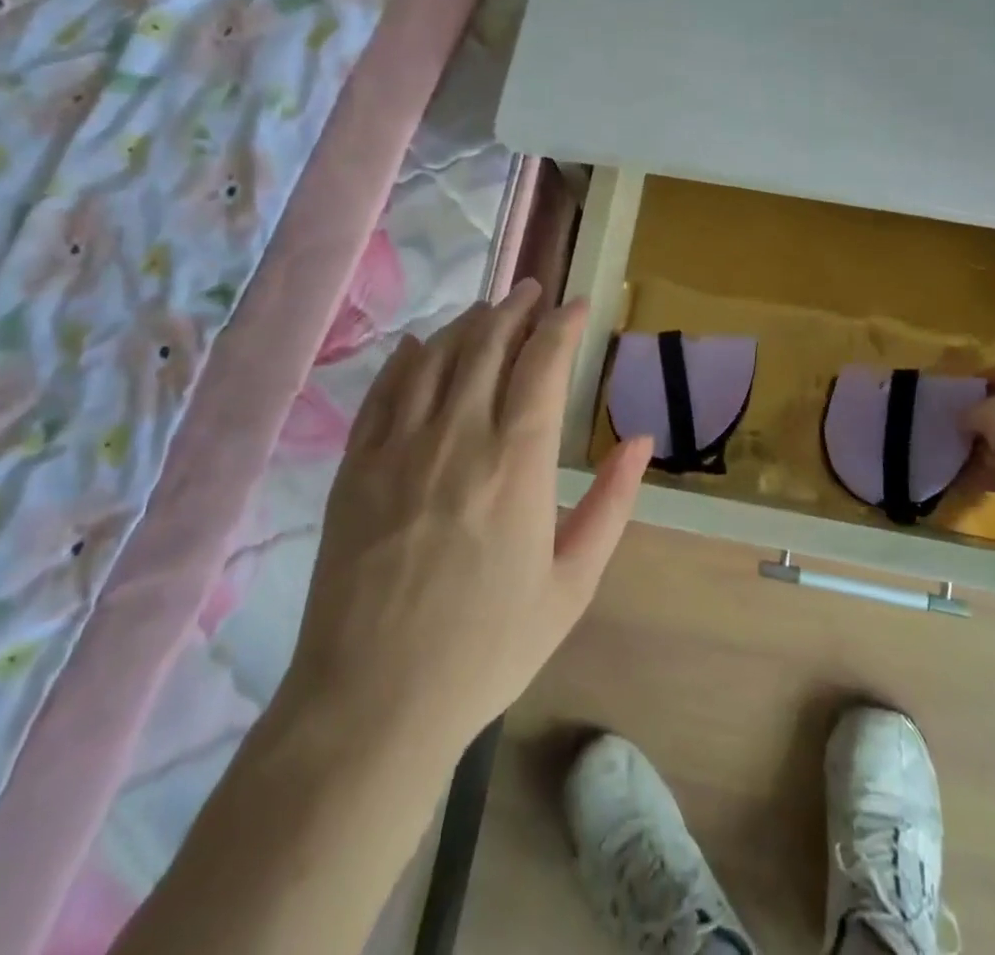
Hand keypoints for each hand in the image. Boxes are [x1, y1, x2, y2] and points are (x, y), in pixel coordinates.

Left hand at [280, 280, 651, 758]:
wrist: (372, 703)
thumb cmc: (486, 648)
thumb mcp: (571, 585)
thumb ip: (611, 505)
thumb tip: (639, 441)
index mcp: (516, 463)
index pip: (542, 364)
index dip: (562, 325)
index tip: (577, 305)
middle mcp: (457, 437)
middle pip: (487, 345)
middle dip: (514, 308)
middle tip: (532, 291)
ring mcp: (398, 448)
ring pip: (435, 358)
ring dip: (466, 324)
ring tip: (487, 309)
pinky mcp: (354, 468)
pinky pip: (383, 392)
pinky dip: (406, 359)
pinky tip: (419, 346)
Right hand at [960, 364, 994, 541]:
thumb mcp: (993, 411)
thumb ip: (970, 411)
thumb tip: (961, 420)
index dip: (975, 382)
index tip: (947, 396)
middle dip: (975, 422)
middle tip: (943, 429)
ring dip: (979, 452)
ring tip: (945, 457)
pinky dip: (987, 477)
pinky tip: (958, 480)